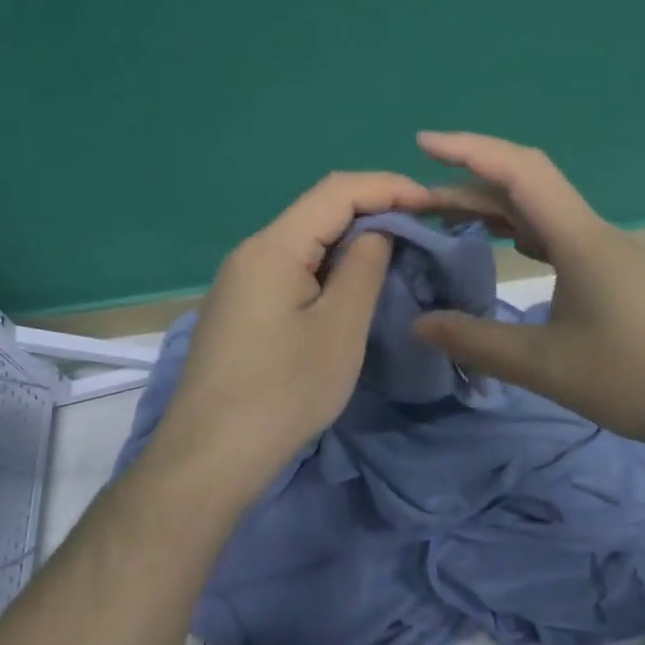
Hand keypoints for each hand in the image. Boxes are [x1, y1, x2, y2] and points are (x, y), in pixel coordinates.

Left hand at [149, 171, 429, 499]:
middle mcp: (252, 252)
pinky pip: (292, 268)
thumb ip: (364, 267)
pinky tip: (353, 285)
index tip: (433, 205)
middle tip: (423, 229)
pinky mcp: (242, 307)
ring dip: (353, 240)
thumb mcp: (339, 328)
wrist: (211, 457)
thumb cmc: (283, 392)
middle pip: (318, 210)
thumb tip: (379, 230)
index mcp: (273, 247)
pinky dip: (330, 266)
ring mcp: (242, 280)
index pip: (337, 191)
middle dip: (374, 210)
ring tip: (398, 253)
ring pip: (306, 240)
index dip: (389, 187)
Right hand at [411, 132, 644, 455]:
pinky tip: (510, 252)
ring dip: (497, 211)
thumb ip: (478, 342)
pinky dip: (523, 236)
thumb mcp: (547, 366)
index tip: (423, 144)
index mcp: (580, 239)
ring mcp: (612, 255)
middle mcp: (595, 234)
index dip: (469, 149)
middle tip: (418, 203)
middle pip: (527, 189)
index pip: (519, 171)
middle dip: (469, 187)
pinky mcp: (621, 278)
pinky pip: (561, 240)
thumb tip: (420, 323)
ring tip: (450, 222)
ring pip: (545, 215)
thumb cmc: (640, 379)